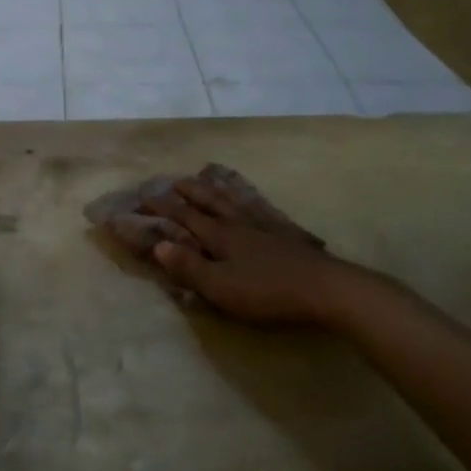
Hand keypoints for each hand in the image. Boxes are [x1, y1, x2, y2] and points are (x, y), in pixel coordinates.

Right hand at [142, 178, 360, 327]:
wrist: (326, 289)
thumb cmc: (267, 291)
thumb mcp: (220, 287)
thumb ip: (188, 267)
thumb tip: (157, 245)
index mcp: (219, 236)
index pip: (185, 216)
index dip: (163, 207)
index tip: (143, 197)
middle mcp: (239, 224)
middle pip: (210, 202)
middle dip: (189, 192)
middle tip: (174, 181)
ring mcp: (266, 227)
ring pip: (235, 201)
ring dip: (217, 190)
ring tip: (209, 179)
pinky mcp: (288, 235)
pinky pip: (261, 210)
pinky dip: (249, 202)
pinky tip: (253, 204)